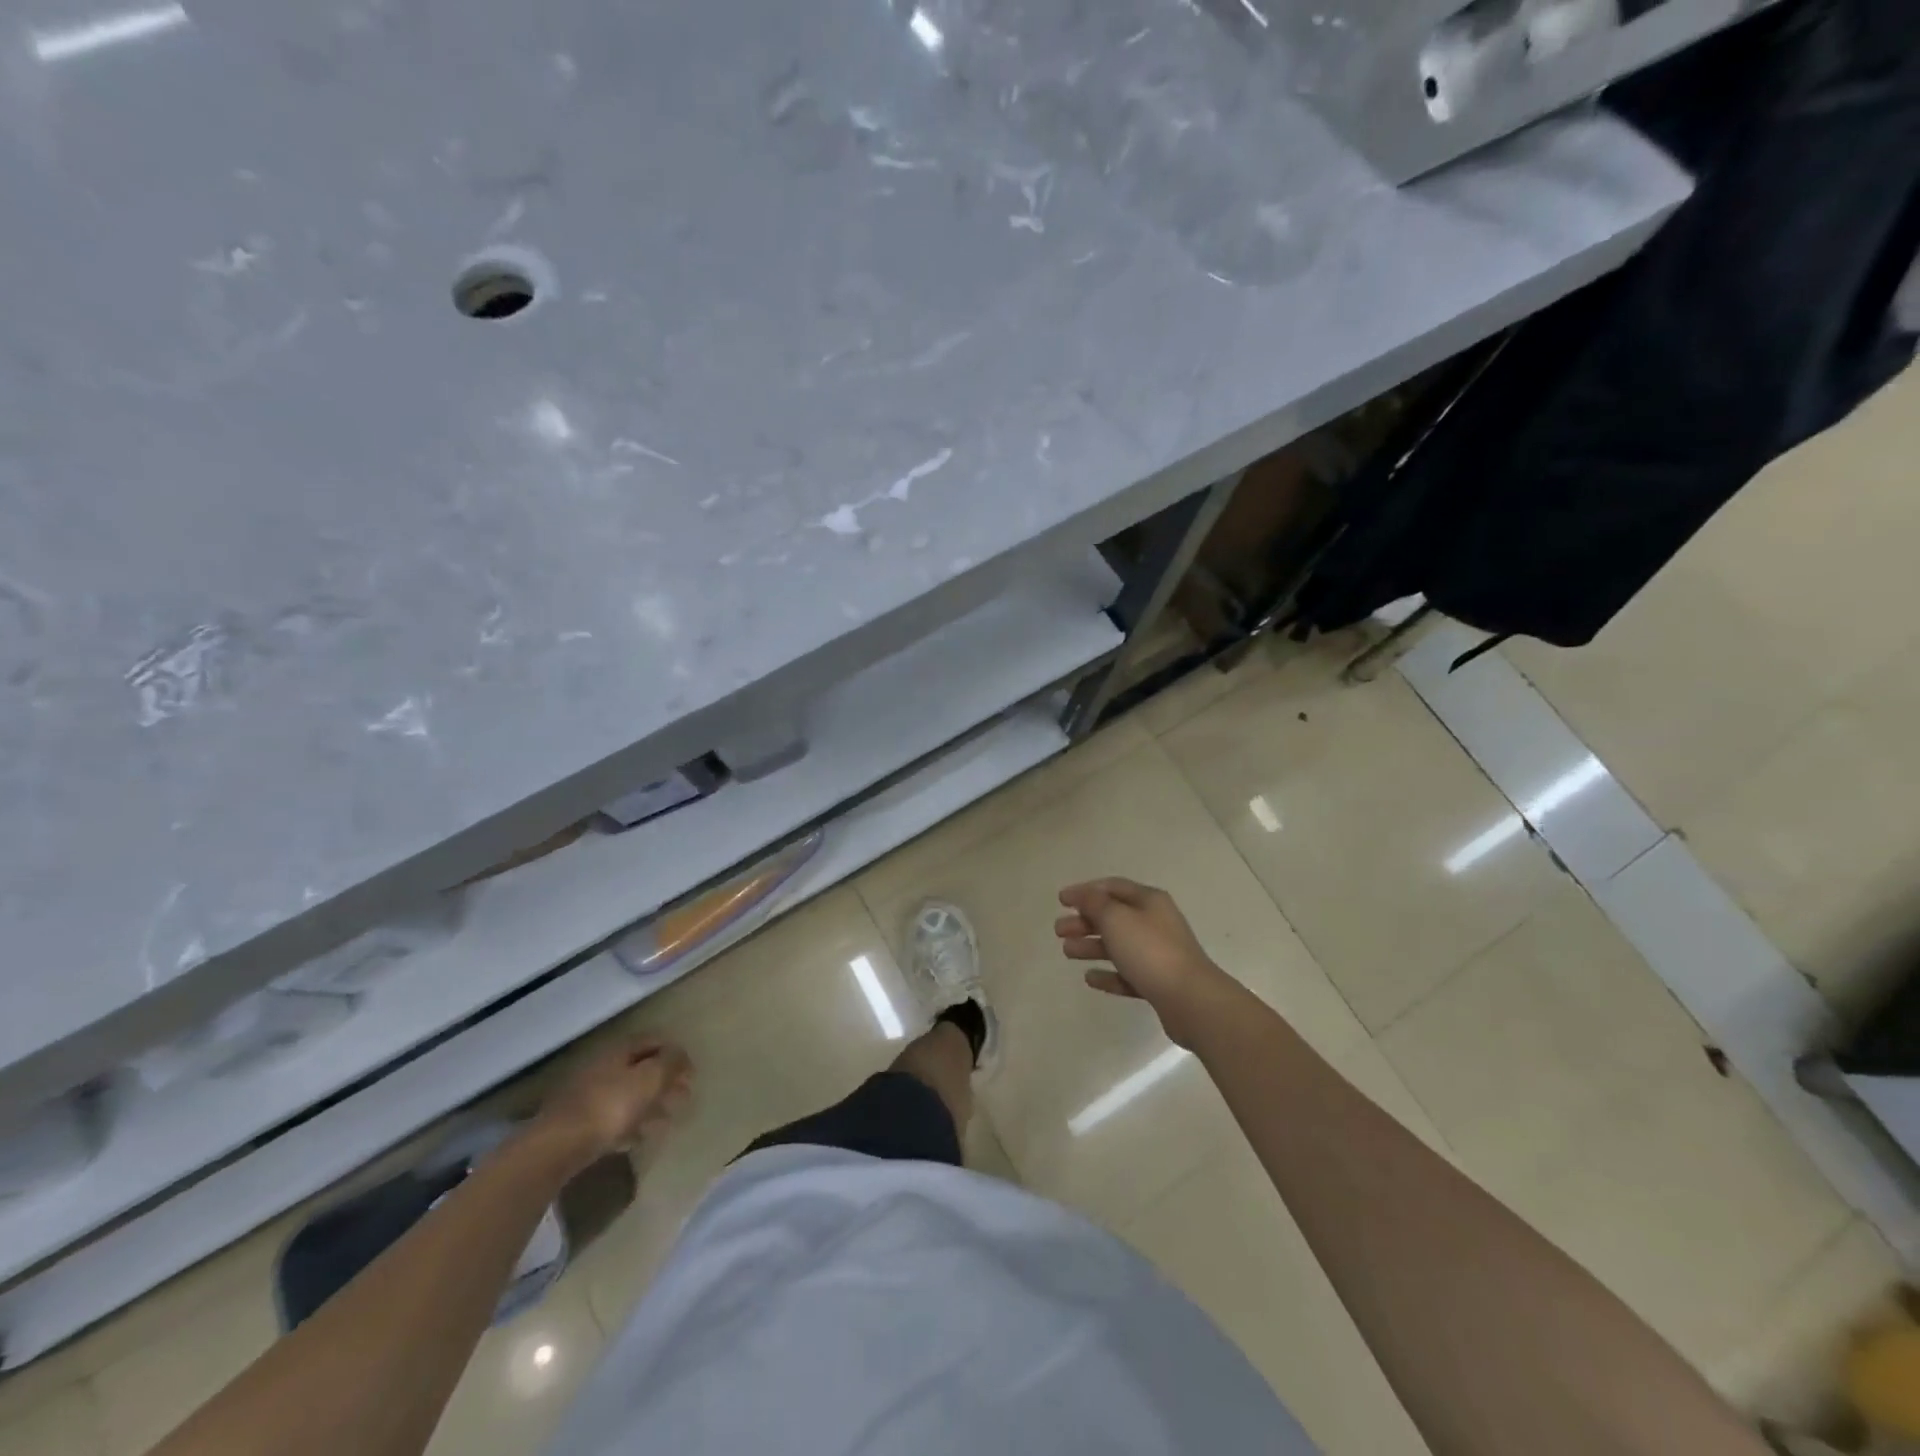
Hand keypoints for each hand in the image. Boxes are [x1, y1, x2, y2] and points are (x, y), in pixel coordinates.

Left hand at [533, 1038, 692, 1169]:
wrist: (558, 1146)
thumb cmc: (612, 1105)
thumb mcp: (651, 1078)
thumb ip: (671, 1062)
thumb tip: (681, 1053)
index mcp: (619, 1050)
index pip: (654, 1041)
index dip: (676, 1054)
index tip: (692, 1073)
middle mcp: (602, 1067)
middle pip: (640, 1069)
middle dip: (664, 1081)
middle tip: (683, 1096)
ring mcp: (587, 1096)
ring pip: (627, 1095)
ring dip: (649, 1105)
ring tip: (666, 1120)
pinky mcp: (578, 1124)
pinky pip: (612, 1119)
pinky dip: (629, 1124)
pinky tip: (639, 1138)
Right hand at [1055, 879, 1232, 1045]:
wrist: (1191, 1000)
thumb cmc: (1150, 951)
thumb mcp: (1116, 919)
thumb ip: (1095, 904)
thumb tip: (1084, 895)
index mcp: (1149, 901)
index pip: (1112, 887)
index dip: (1085, 891)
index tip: (1061, 900)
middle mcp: (1155, 923)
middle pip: (1114, 917)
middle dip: (1084, 921)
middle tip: (1058, 930)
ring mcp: (1158, 954)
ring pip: (1118, 945)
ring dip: (1091, 946)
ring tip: (1067, 952)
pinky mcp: (1158, 982)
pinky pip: (1127, 974)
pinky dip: (1108, 974)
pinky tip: (1089, 978)